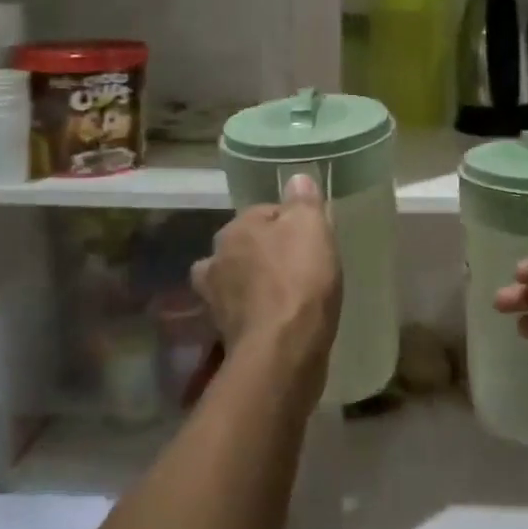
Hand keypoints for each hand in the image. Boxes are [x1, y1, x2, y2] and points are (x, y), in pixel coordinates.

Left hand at [192, 174, 341, 387]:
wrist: (283, 349)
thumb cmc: (299, 279)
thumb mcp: (311, 227)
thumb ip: (303, 200)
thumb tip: (296, 179)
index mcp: (235, 229)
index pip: (264, 212)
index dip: (290, 222)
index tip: (312, 238)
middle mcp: (215, 260)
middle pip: (245, 247)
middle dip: (266, 253)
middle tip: (300, 265)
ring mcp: (215, 300)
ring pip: (238, 281)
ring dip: (254, 285)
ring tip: (285, 295)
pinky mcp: (224, 334)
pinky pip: (244, 314)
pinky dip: (256, 315)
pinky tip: (276, 321)